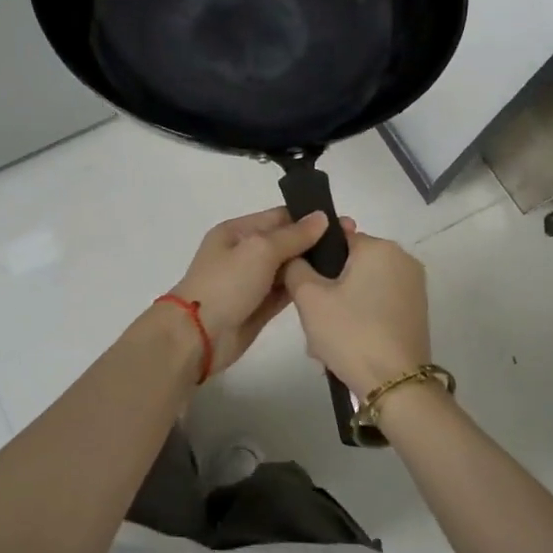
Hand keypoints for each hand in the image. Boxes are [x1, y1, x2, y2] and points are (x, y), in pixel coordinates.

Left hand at [169, 209, 335, 376]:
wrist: (198, 335)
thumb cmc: (226, 284)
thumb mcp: (259, 250)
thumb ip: (293, 235)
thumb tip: (321, 218)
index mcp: (237, 231)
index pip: (279, 217)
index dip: (310, 218)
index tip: (344, 223)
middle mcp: (244, 253)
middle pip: (286, 242)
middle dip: (315, 242)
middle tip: (354, 244)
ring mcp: (251, 281)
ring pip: (288, 268)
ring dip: (312, 266)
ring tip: (349, 265)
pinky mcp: (259, 307)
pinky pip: (285, 291)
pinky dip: (303, 287)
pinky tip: (330, 286)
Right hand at [282, 224, 430, 397]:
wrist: (396, 386)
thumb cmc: (350, 333)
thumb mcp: (309, 298)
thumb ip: (295, 267)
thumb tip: (296, 256)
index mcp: (379, 247)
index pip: (336, 240)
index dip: (314, 263)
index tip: (304, 291)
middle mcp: (402, 259)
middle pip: (349, 266)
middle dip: (328, 291)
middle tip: (312, 321)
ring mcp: (413, 287)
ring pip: (361, 288)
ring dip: (340, 309)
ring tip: (325, 342)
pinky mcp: (417, 312)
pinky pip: (377, 305)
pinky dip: (360, 319)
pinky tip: (346, 346)